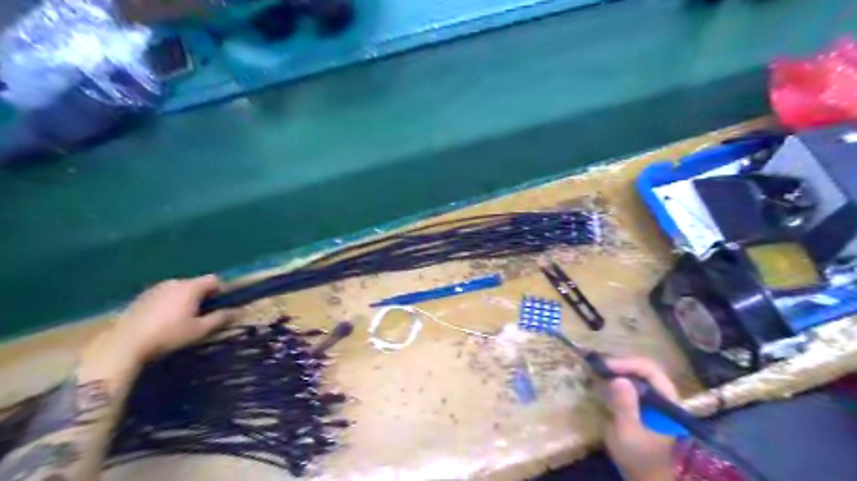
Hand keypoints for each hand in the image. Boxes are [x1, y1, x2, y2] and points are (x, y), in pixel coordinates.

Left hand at [89, 273, 233, 363]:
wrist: (125, 344)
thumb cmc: (169, 335)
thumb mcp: (200, 330)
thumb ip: (220, 318)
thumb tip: (237, 311)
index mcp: (191, 287)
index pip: (214, 279)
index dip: (221, 289)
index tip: (222, 304)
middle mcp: (174, 282)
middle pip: (196, 283)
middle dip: (203, 295)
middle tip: (204, 313)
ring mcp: (155, 288)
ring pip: (179, 289)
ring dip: (185, 299)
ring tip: (183, 317)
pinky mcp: (141, 297)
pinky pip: (163, 295)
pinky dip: (169, 303)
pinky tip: (164, 320)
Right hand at [597, 354, 680, 480]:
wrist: (646, 478)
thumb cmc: (640, 459)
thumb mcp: (628, 434)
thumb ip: (625, 407)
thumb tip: (618, 379)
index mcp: (668, 402)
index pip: (650, 371)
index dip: (627, 364)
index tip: (605, 366)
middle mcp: (664, 396)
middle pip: (644, 369)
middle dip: (620, 364)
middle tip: (598, 366)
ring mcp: (654, 400)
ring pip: (637, 374)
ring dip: (617, 370)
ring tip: (597, 370)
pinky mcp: (644, 404)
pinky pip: (631, 384)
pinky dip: (616, 378)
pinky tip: (602, 381)